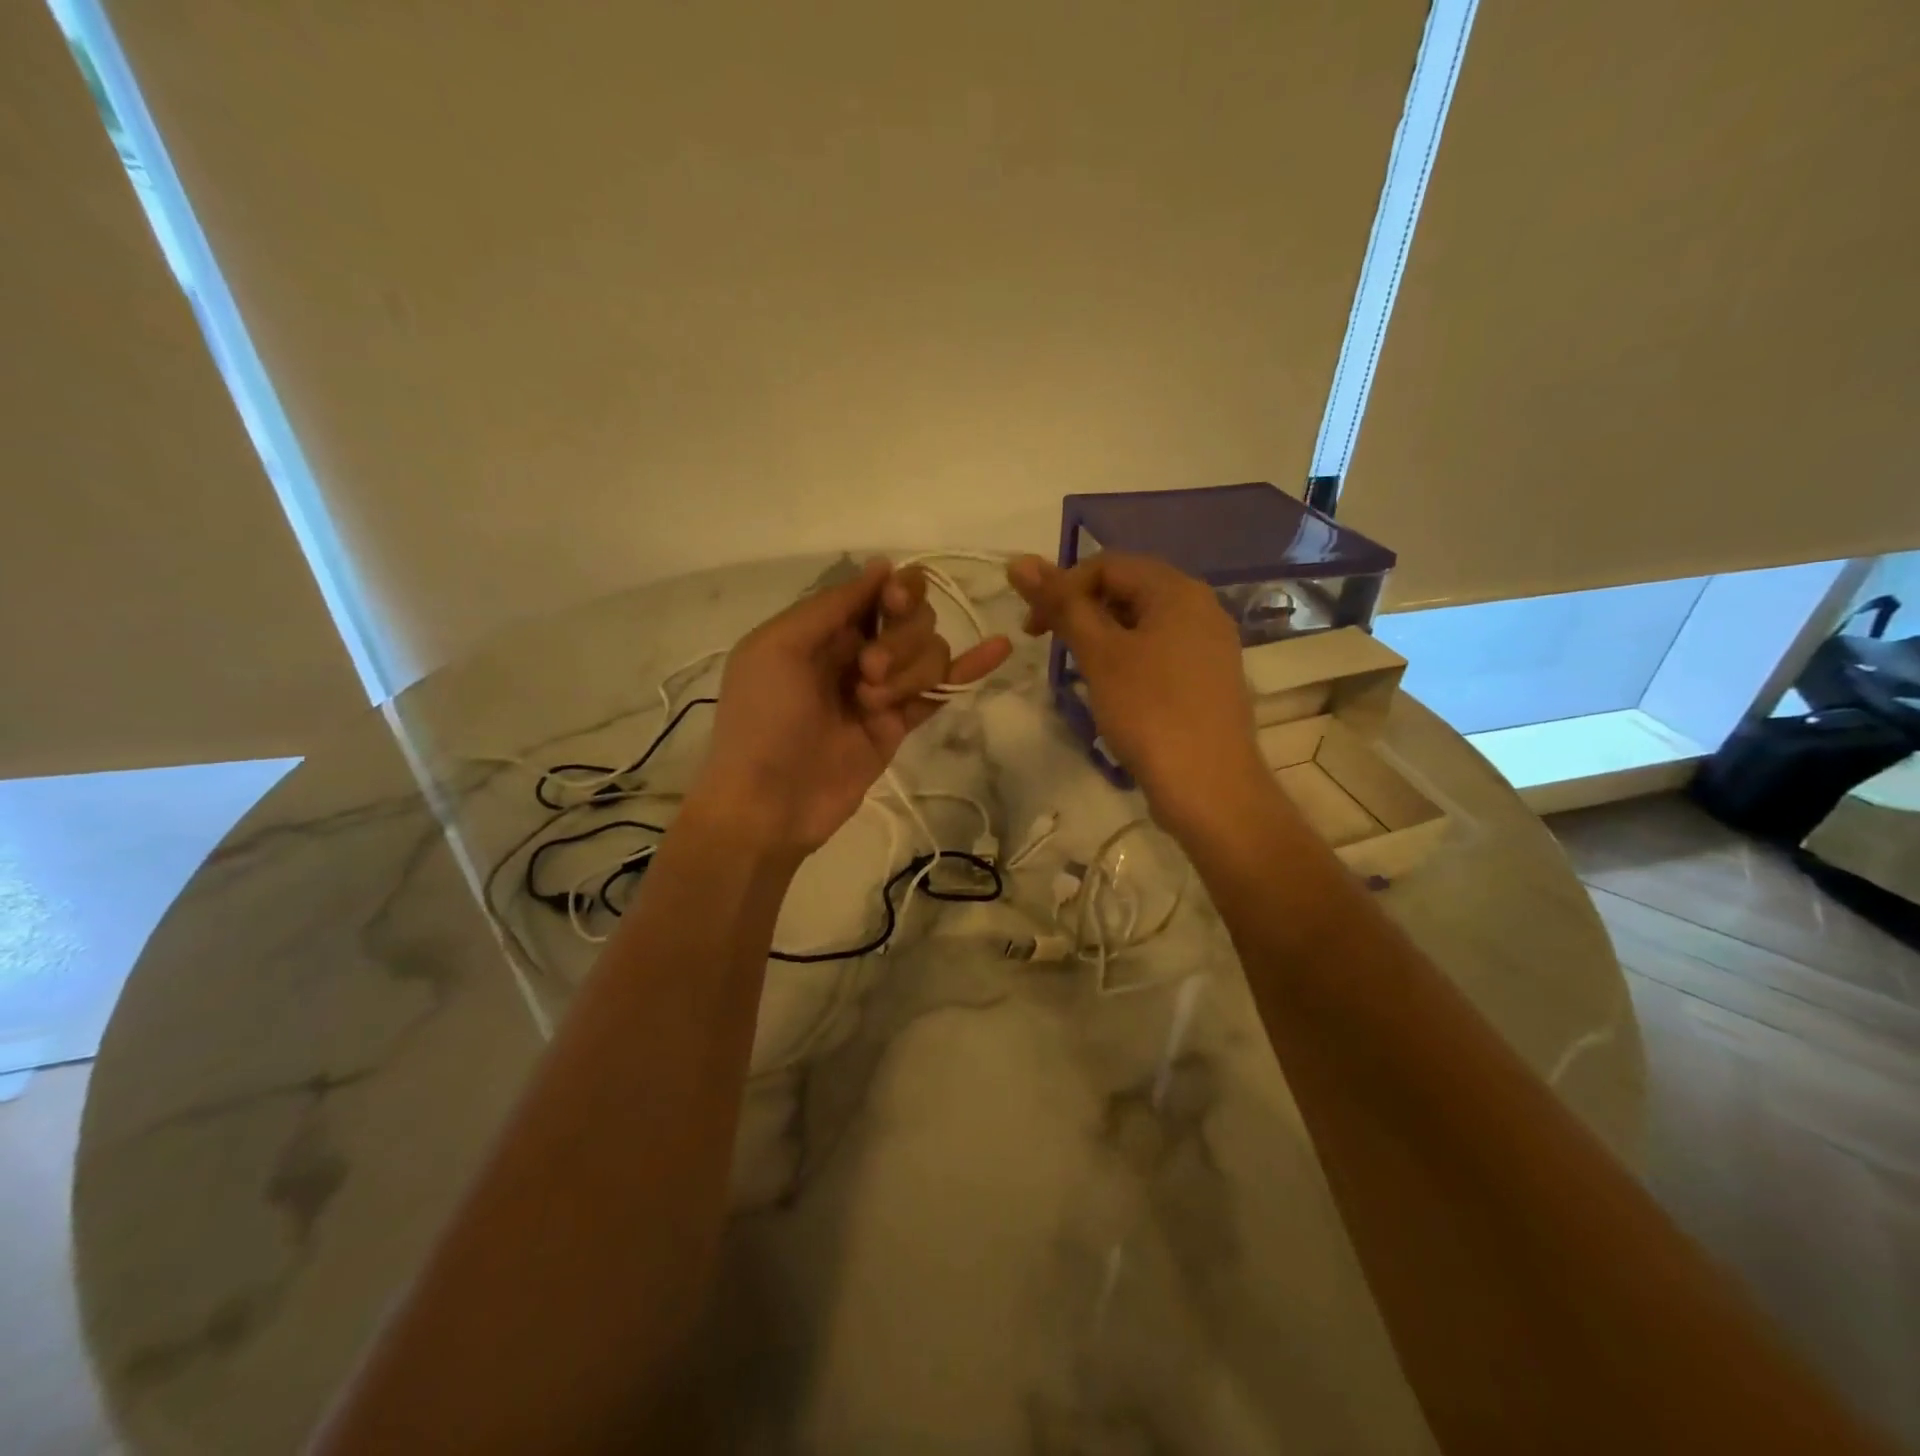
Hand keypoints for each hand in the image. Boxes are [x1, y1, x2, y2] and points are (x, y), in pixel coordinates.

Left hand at [690, 559, 1011, 859]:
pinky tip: (1000, 646)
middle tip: (867, 672)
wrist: (768, 804)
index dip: (898, 591)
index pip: (878, 590)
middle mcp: (856, 650)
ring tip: (871, 704)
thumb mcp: (778, 648)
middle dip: (900, 640)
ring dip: (909, 672)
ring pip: (929, 652)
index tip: (895, 603)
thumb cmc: (762, 720)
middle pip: (912, 618)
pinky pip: (940, 689)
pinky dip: (971, 668)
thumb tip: (883, 566)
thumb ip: (831, 605)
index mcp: (823, 627)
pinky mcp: (899, 723)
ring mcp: (882, 688)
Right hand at [1008, 552, 1269, 839]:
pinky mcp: (1209, 678)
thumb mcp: (1099, 654)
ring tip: (1081, 672)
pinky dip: (1128, 659)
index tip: (1033, 629)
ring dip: (1103, 637)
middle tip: (1052, 647)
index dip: (1062, 587)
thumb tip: (1018, 561)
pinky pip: (1160, 651)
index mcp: (1177, 590)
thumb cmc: (1149, 712)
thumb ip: (1062, 604)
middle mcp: (1201, 607)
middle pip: (1128, 589)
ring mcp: (1210, 644)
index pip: (1107, 564)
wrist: (1209, 786)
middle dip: (1082, 611)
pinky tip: (1115, 692)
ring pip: (1143, 623)